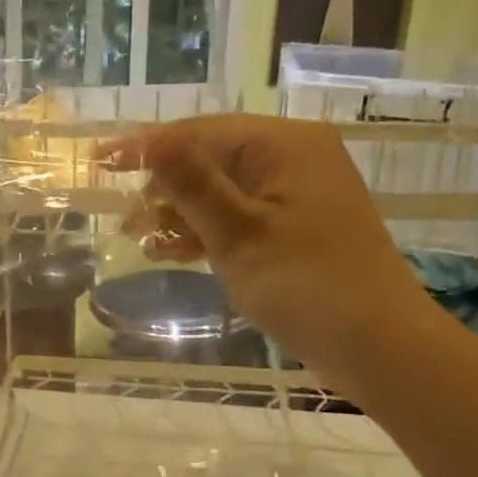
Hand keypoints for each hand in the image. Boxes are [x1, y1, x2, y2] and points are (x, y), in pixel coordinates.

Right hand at [106, 114, 434, 392]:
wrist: (377, 345)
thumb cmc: (307, 284)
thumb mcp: (239, 232)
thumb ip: (191, 184)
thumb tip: (148, 141)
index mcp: (284, 145)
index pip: (201, 132)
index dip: (147, 146)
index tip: (100, 162)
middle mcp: (291, 158)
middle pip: (209, 157)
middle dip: (163, 186)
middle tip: (126, 219)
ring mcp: (294, 194)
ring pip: (219, 190)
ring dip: (178, 212)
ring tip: (140, 239)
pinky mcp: (292, 227)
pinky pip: (237, 216)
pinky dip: (204, 231)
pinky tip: (170, 252)